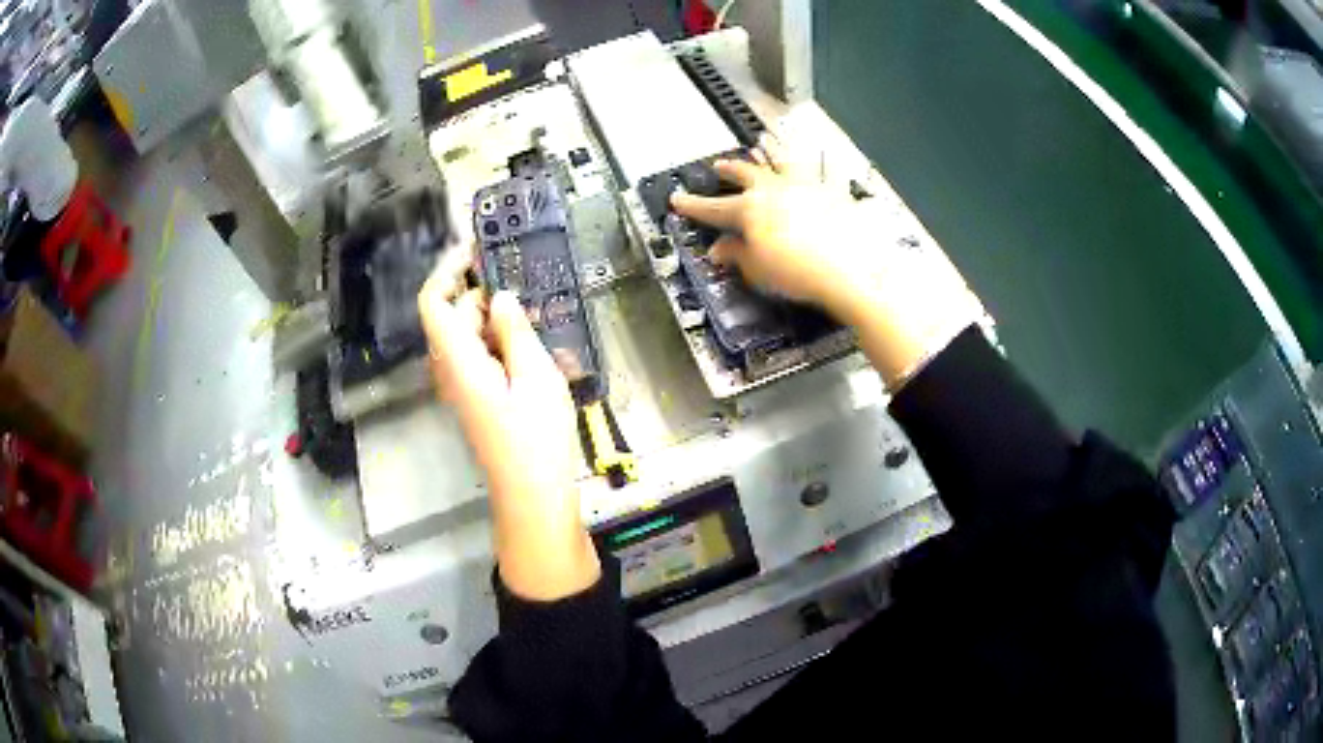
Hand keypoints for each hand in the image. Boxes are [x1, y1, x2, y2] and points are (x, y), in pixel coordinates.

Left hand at [419, 273, 599, 600]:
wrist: (533, 496)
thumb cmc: (537, 440)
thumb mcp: (537, 377)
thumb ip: (515, 332)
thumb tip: (500, 297)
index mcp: (459, 361)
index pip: (434, 303)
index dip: (448, 270)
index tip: (477, 250)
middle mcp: (453, 371)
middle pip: (455, 317)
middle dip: (484, 294)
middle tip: (527, 284)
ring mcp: (465, 387)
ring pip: (471, 338)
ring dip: (499, 321)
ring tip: (540, 318)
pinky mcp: (479, 400)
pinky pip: (483, 359)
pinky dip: (504, 344)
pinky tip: (538, 349)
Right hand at [670, 137, 983, 387]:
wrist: (852, 271)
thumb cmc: (800, 273)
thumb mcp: (758, 269)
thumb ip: (736, 254)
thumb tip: (720, 249)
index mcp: (750, 209)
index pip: (713, 207)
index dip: (693, 204)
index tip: (678, 199)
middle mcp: (775, 190)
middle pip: (747, 173)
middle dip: (731, 168)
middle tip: (719, 164)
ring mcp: (806, 186)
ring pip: (784, 160)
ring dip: (771, 149)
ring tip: (764, 139)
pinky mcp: (834, 192)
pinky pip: (829, 171)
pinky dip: (826, 160)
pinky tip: (825, 150)